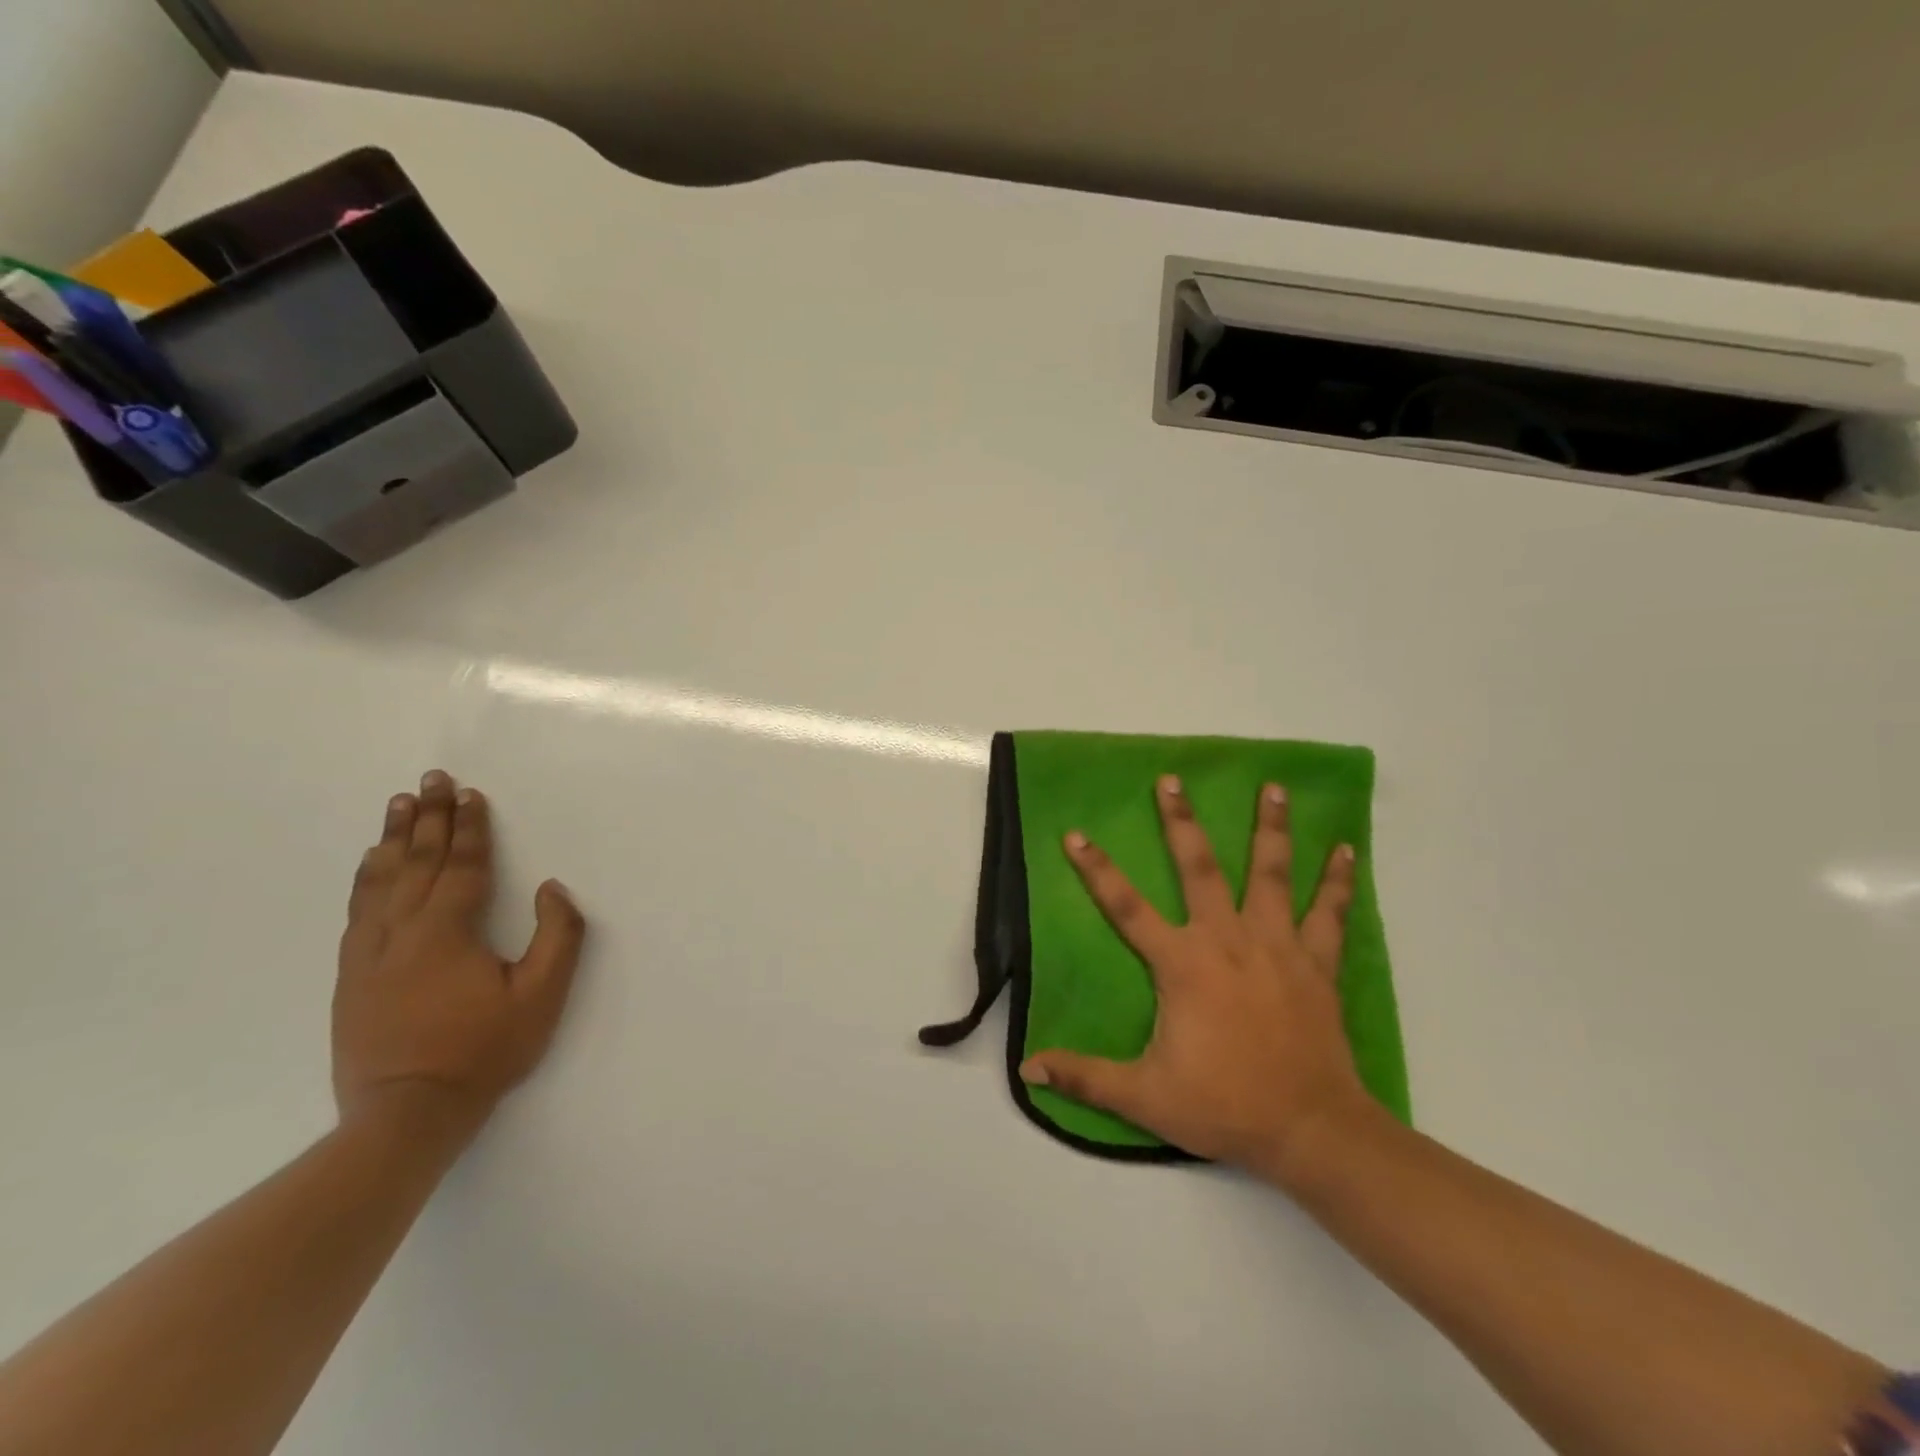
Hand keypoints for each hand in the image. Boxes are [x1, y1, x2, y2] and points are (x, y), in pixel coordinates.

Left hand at [333, 770, 586, 1135]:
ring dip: (393, 838)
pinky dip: (365, 878)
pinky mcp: (351, 976)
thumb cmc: (483, 1052)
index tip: (470, 794)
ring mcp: (369, 954)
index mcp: (447, 931)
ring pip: (381, 880)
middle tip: (431, 779)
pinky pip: (358, 910)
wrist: (405, 1115)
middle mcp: (402, 931)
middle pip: (417, 861)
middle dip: (428, 817)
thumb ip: (558, 937)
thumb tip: (552, 889)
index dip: (470, 828)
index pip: (463, 866)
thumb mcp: (542, 996)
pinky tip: (370, 863)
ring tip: (397, 804)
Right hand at [1019, 775, 1373, 1184]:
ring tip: (1273, 786)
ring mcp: (1277, 946)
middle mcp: (1227, 940)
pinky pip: (1329, 913)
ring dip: (1270, 828)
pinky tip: (1345, 849)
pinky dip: (1338, 880)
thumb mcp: (1145, 1097)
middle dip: (1182, 821)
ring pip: (1271, 874)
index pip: (1127, 907)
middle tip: (1172, 780)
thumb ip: (1086, 1077)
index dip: (1097, 871)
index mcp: (1183, 964)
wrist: (1311, 1130)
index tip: (1076, 835)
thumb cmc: (1225, 1105)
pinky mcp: (1316, 963)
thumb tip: (1028, 1068)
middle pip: (1200, 868)